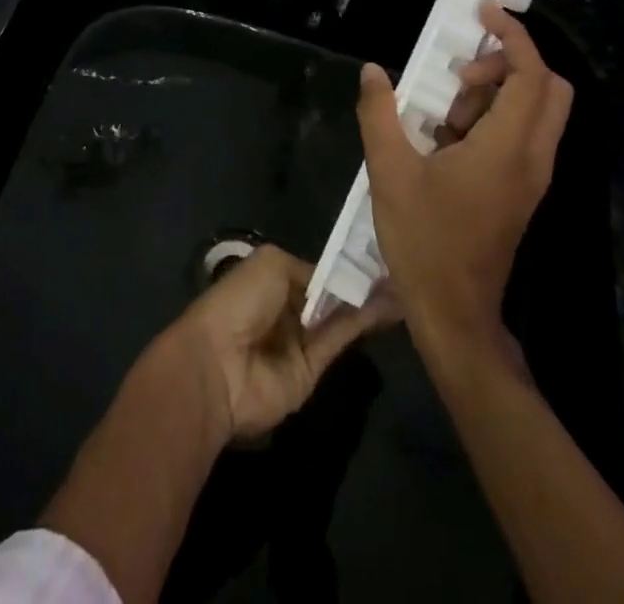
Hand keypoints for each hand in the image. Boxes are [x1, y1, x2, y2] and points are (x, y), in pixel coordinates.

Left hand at [160, 244, 392, 442]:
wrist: (220, 364)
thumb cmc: (240, 301)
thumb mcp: (271, 264)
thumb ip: (309, 269)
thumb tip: (337, 279)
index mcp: (270, 279)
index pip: (313, 271)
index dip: (340, 265)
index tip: (374, 254)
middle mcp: (286, 308)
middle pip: (329, 294)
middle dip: (359, 283)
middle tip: (398, 269)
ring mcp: (299, 341)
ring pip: (339, 317)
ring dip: (368, 302)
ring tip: (403, 285)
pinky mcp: (313, 371)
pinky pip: (339, 341)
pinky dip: (363, 324)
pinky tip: (390, 308)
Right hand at [358, 2, 571, 351]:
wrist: (454, 312)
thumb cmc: (423, 240)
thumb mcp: (388, 171)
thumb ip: (380, 114)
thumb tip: (374, 70)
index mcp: (507, 148)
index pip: (531, 75)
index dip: (513, 35)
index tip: (483, 12)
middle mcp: (532, 158)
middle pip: (549, 88)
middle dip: (509, 62)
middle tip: (461, 71)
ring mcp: (531, 177)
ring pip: (537, 111)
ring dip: (497, 92)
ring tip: (445, 109)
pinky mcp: (522, 191)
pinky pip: (522, 135)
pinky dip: (494, 118)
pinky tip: (448, 137)